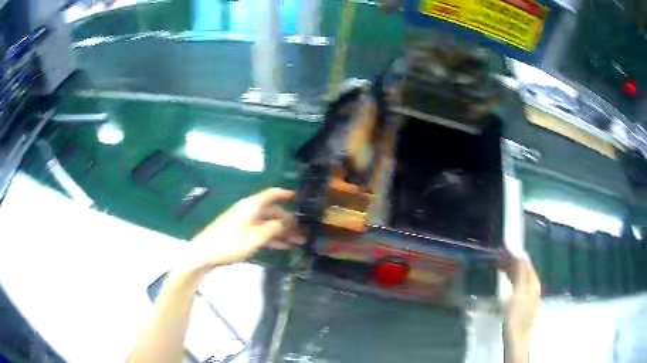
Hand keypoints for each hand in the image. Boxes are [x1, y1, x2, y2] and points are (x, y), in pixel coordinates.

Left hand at [177, 188, 302, 272]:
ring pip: (267, 224)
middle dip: (288, 222)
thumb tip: (287, 223)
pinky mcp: (239, 234)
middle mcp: (248, 210)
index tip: (300, 199)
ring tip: (297, 243)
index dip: (285, 194)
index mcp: (252, 205)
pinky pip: (260, 232)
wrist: (204, 253)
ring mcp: (243, 222)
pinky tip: (282, 247)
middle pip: (272, 212)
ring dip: (282, 232)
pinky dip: (271, 238)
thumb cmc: (231, 242)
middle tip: (303, 233)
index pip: (272, 194)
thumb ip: (274, 228)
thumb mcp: (256, 236)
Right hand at [504, 258, 540, 337]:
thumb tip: (519, 254)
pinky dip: (511, 278)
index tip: (502, 250)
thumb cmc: (516, 316)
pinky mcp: (523, 300)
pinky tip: (504, 280)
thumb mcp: (517, 294)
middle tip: (497, 258)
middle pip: (524, 268)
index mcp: (533, 281)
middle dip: (512, 261)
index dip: (515, 254)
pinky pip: (518, 283)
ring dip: (511, 270)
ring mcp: (529, 293)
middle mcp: (533, 284)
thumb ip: (520, 274)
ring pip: (521, 276)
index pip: (526, 261)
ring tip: (498, 266)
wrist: (516, 338)